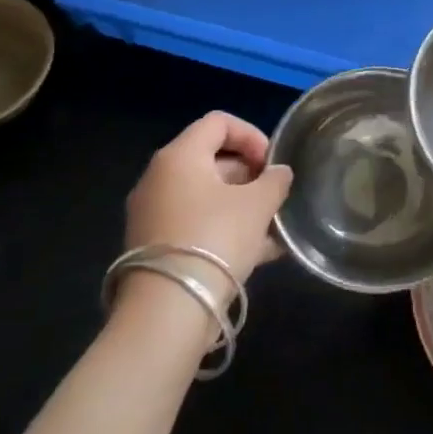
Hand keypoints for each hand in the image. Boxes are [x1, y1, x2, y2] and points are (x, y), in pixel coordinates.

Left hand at [123, 111, 292, 287]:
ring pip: (206, 196)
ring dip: (242, 205)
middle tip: (274, 197)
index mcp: (179, 156)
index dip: (252, 135)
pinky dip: (225, 229)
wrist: (167, 311)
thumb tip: (279, 173)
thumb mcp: (258, 205)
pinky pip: (196, 224)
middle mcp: (159, 178)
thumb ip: (275, 181)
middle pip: (212, 160)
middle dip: (250, 175)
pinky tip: (259, 252)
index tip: (272, 164)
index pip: (219, 122)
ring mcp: (153, 214)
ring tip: (273, 228)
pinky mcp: (155, 247)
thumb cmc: (215, 239)